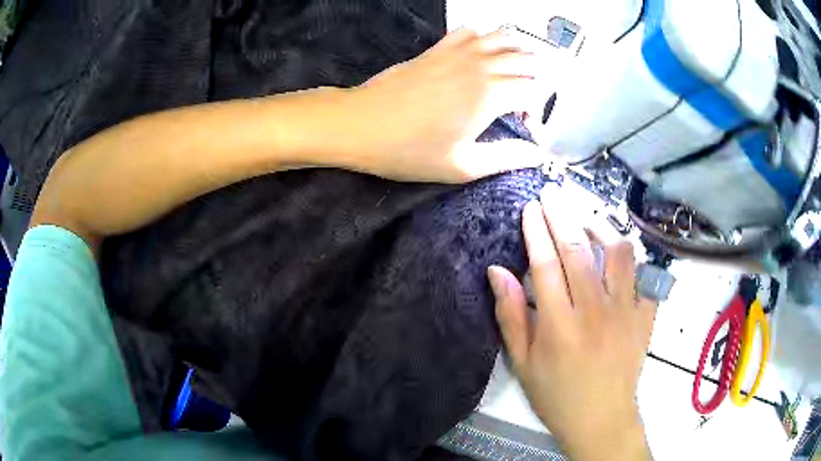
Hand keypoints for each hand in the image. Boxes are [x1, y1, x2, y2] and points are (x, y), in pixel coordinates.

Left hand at [340, 27, 544, 182]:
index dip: (536, 111)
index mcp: (492, 95)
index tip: (523, 128)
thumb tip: (538, 155)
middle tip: (519, 104)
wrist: (360, 124)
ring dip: (515, 55)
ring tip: (509, 77)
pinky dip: (484, 39)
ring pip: (503, 38)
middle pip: (525, 60)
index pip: (534, 92)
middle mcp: (481, 66)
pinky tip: (479, 57)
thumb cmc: (410, 150)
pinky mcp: (438, 48)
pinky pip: (470, 31)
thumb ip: (506, 158)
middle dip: (532, 80)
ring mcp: (458, 52)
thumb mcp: (462, 166)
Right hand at [487, 188, 655, 460]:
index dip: (536, 230)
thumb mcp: (522, 363)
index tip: (530, 207)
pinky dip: (630, 255)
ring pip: (617, 252)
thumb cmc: (556, 394)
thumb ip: (511, 316)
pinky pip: (643, 273)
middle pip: (578, 249)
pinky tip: (617, 248)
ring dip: (599, 225)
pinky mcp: (645, 315)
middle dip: (562, 214)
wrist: (602, 417)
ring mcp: (625, 310)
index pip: (546, 263)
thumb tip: (496, 272)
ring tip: (585, 214)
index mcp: (559, 325)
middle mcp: (594, 311)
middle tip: (552, 192)